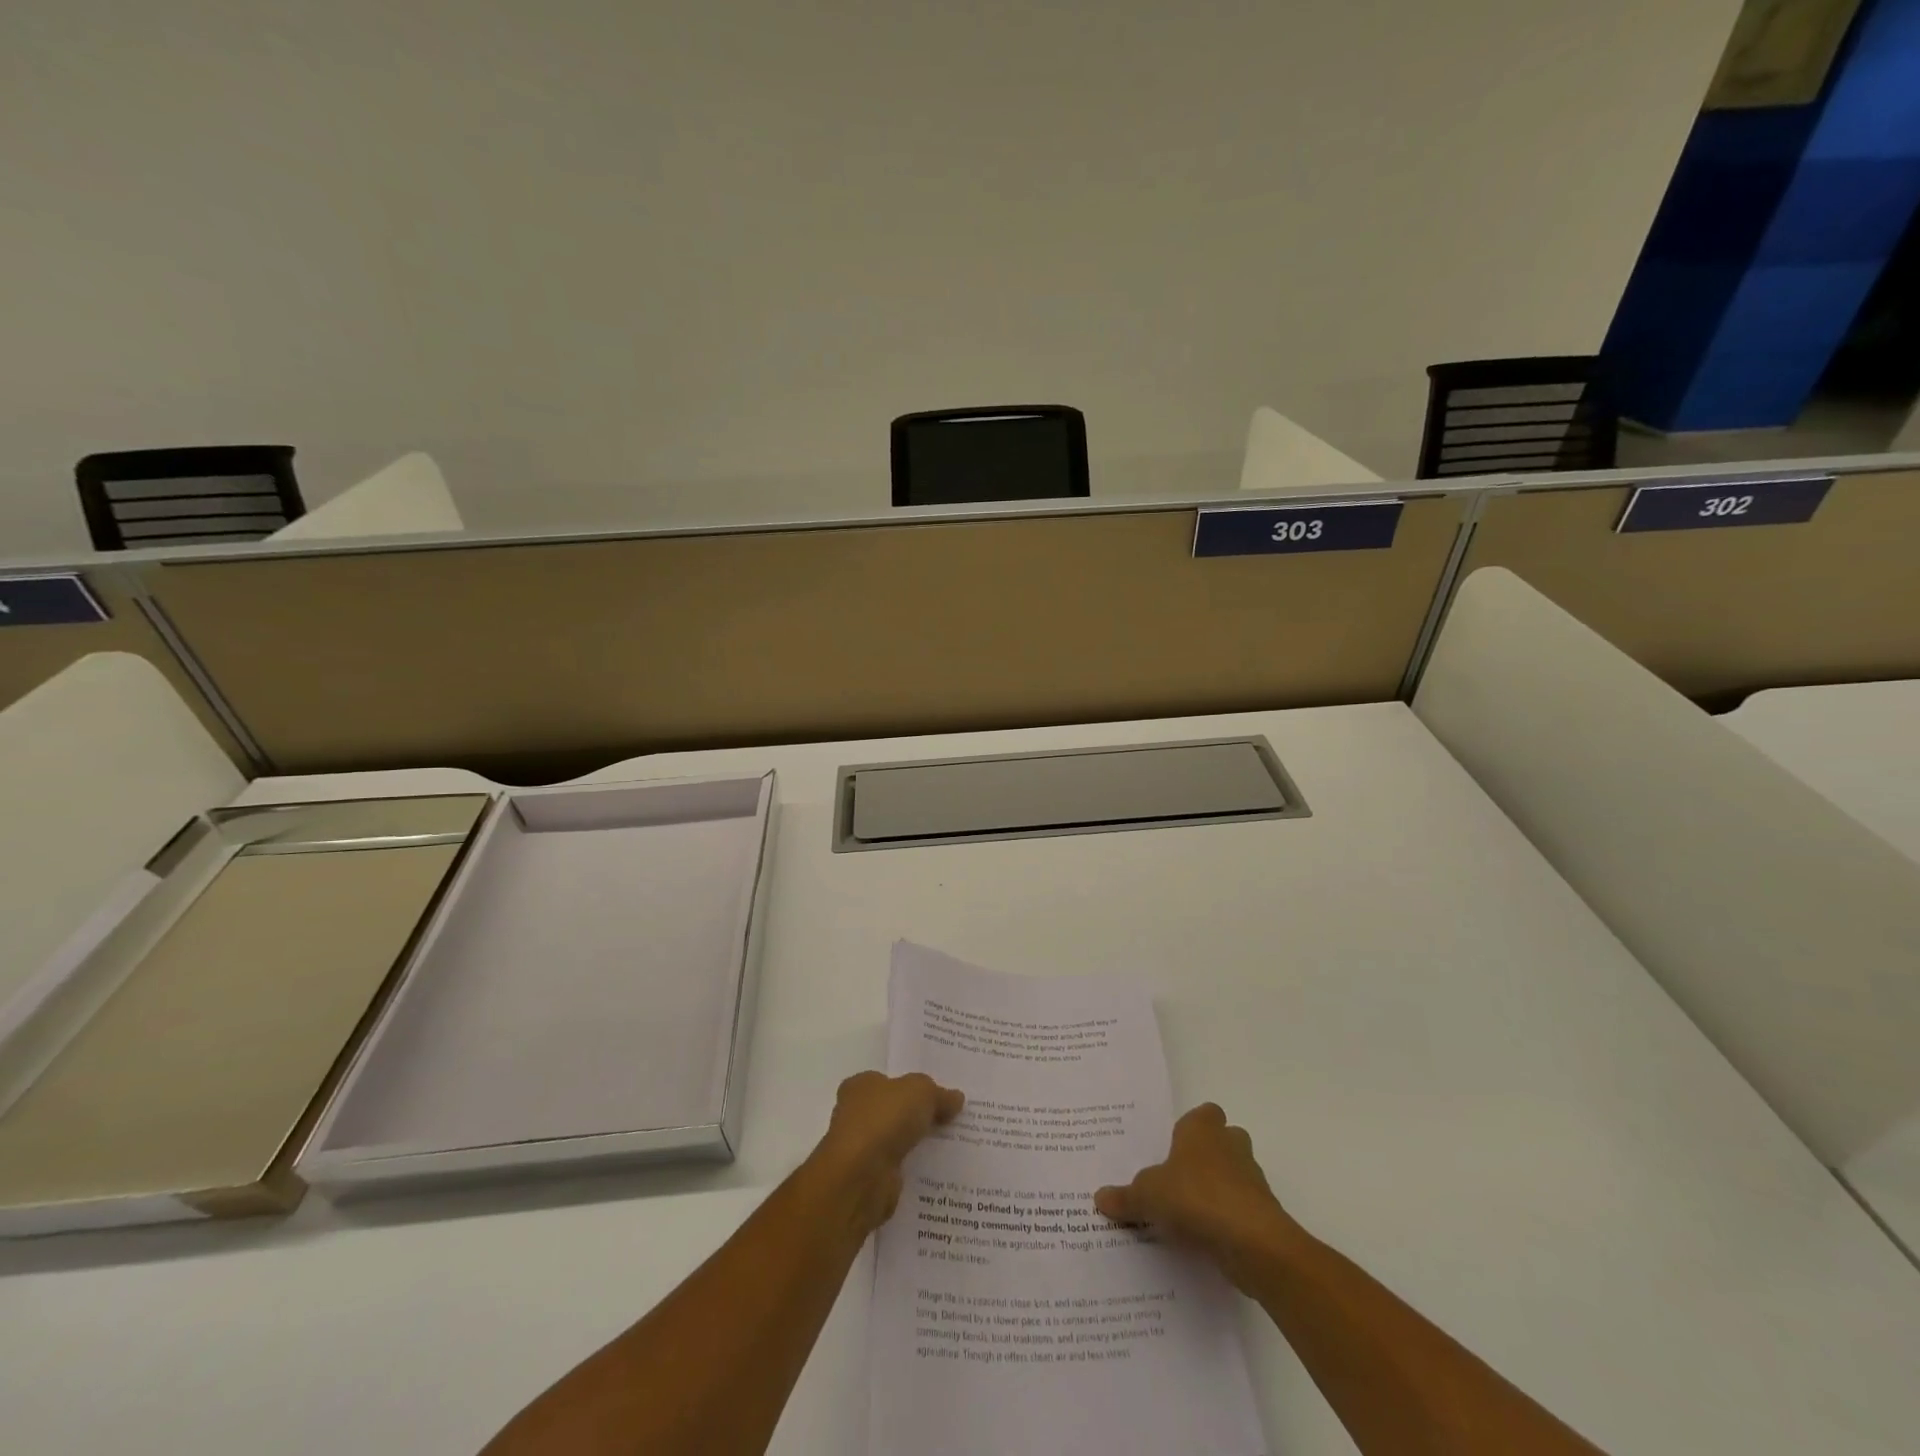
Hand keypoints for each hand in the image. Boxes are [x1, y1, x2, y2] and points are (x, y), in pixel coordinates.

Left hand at [811, 1071, 964, 1232]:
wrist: (861, 1178)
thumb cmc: (884, 1120)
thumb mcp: (920, 1092)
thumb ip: (939, 1094)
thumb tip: (956, 1098)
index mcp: (861, 1086)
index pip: (888, 1081)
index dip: (912, 1086)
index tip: (939, 1094)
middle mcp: (856, 1115)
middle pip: (894, 1111)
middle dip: (918, 1115)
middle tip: (953, 1118)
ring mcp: (862, 1149)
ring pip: (897, 1141)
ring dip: (918, 1144)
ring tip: (954, 1144)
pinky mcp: (870, 1179)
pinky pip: (900, 1168)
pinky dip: (915, 1169)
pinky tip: (940, 1169)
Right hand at [1095, 1103, 1298, 1288]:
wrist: (1252, 1241)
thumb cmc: (1195, 1197)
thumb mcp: (1147, 1195)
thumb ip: (1125, 1197)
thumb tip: (1099, 1197)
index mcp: (1202, 1128)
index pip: (1203, 1114)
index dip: (1191, 1128)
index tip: (1173, 1147)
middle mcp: (1230, 1145)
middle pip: (1223, 1141)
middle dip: (1207, 1157)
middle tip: (1178, 1178)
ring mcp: (1252, 1179)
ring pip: (1235, 1175)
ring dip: (1218, 1190)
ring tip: (1188, 1214)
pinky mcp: (1263, 1214)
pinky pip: (1241, 1209)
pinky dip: (1228, 1220)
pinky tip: (1205, 1238)